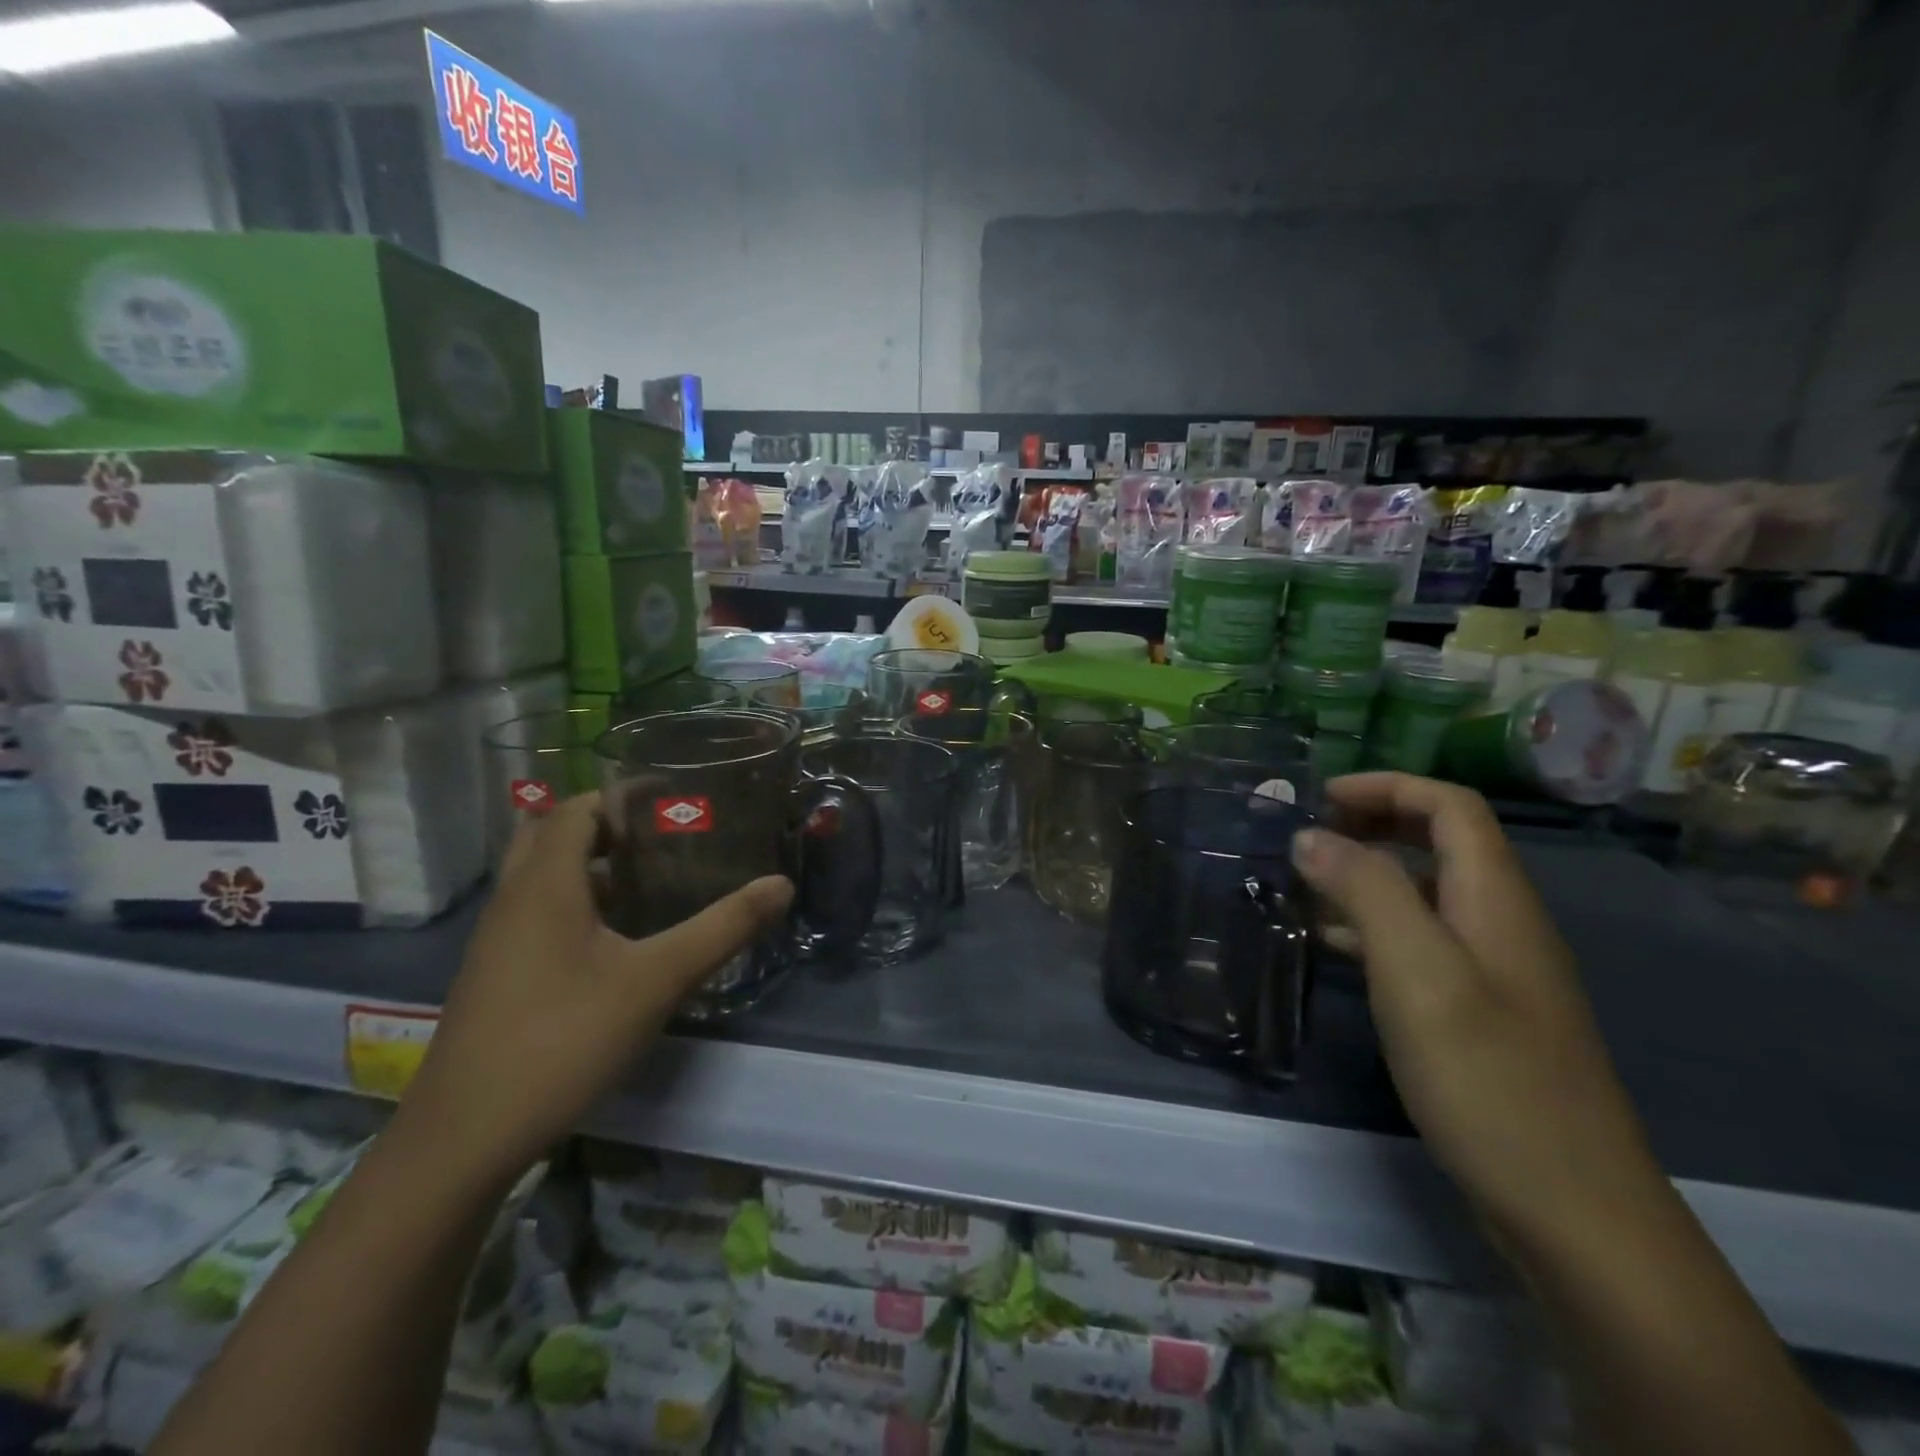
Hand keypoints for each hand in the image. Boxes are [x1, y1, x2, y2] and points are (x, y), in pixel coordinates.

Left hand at [400, 793, 793, 1185]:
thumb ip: (723, 928)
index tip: (675, 802)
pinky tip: (618, 940)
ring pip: (542, 878)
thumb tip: (782, 884)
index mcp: (544, 884)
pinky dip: (576, 904)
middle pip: (552, 835)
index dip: (623, 797)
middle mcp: (513, 900)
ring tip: (651, 879)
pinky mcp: (497, 975)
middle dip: (607, 827)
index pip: (576, 808)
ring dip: (591, 866)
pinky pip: (537, 914)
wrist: (464, 1139)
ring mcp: (498, 941)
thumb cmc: (562, 1040)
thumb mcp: (657, 980)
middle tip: (662, 838)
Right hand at [1293, 773, 1659, 1241]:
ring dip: (1367, 875)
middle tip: (1306, 837)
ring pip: (1426, 892)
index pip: (1450, 806)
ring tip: (1303, 888)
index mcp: (1495, 899)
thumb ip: (1365, 891)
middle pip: (1442, 840)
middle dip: (1373, 823)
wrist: (1573, 1211)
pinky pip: (1422, 942)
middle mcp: (1501, 922)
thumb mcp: (1418, 973)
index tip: (1319, 799)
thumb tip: (1310, 835)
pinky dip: (1374, 927)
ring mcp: (1494, 970)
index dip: (1386, 786)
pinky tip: (1333, 948)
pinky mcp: (1481, 1012)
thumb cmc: (1489, 1079)